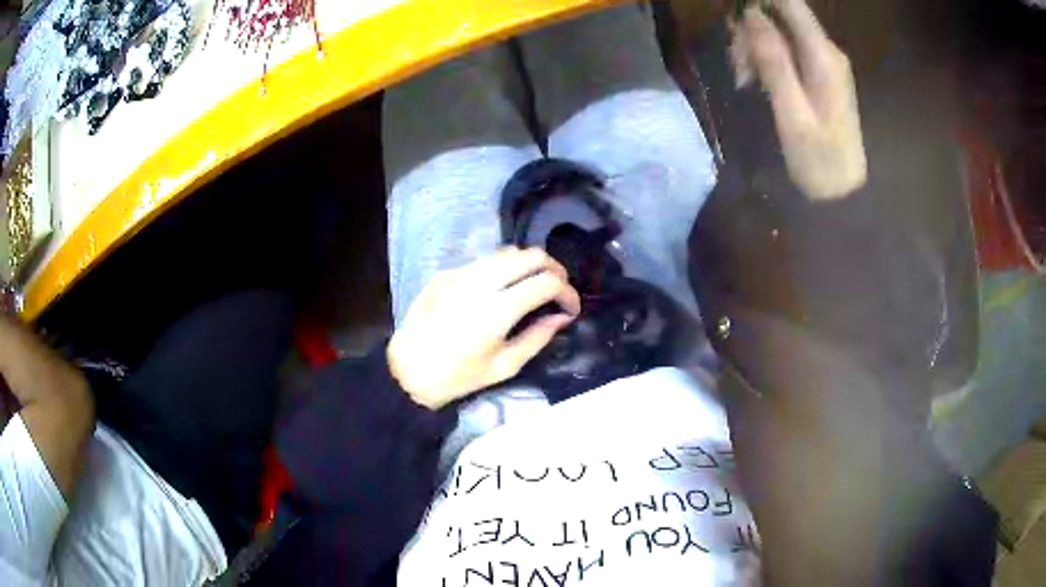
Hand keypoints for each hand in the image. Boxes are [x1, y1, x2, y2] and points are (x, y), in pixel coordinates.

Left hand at [388, 248, 580, 409]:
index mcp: (497, 309)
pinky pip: (483, 261)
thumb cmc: (457, 377)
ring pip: (507, 252)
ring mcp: (460, 273)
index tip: (571, 308)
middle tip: (558, 290)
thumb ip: (538, 338)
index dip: (567, 293)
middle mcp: (480, 281)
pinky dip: (502, 269)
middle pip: (530, 255)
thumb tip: (561, 317)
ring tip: (533, 287)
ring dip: (528, 265)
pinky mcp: (446, 273)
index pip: (546, 283)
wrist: (406, 372)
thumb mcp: (504, 366)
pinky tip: (500, 290)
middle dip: (554, 269)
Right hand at [732, 0, 866, 199]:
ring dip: (755, 48)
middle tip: (736, 66)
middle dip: (751, 31)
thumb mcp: (792, 112)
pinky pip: (788, 51)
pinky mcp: (820, 73)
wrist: (843, 192)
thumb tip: (751, 14)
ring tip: (744, 80)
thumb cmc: (819, 159)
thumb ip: (774, 61)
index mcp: (823, 56)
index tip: (734, 16)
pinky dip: (767, 60)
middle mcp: (826, 50)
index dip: (759, 1)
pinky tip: (756, 82)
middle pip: (781, 17)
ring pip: (780, 33)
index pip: (790, 4)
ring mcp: (824, 61)